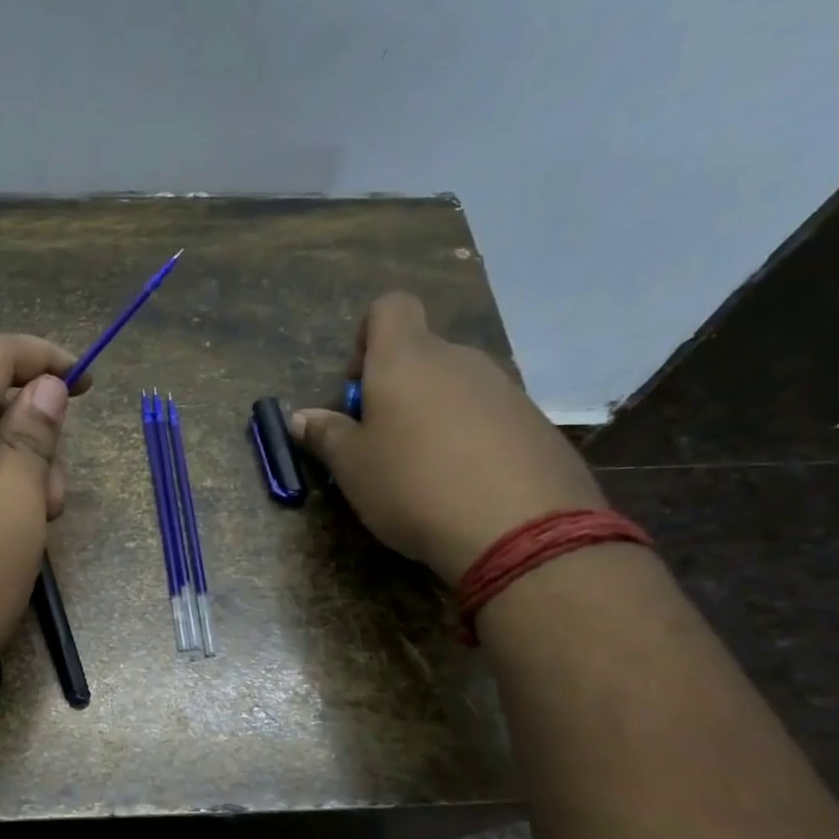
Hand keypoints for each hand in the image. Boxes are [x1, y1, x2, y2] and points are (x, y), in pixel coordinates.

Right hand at [290, 293, 605, 584]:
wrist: (518, 530)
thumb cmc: (413, 486)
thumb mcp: (352, 467)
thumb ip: (326, 435)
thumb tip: (301, 418)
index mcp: (407, 360)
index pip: (390, 307)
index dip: (368, 337)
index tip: (360, 388)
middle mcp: (459, 360)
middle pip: (423, 355)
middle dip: (398, 389)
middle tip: (383, 443)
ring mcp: (505, 390)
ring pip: (457, 389)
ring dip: (435, 416)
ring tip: (425, 473)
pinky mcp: (537, 424)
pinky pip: (491, 418)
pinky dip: (472, 440)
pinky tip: (466, 486)